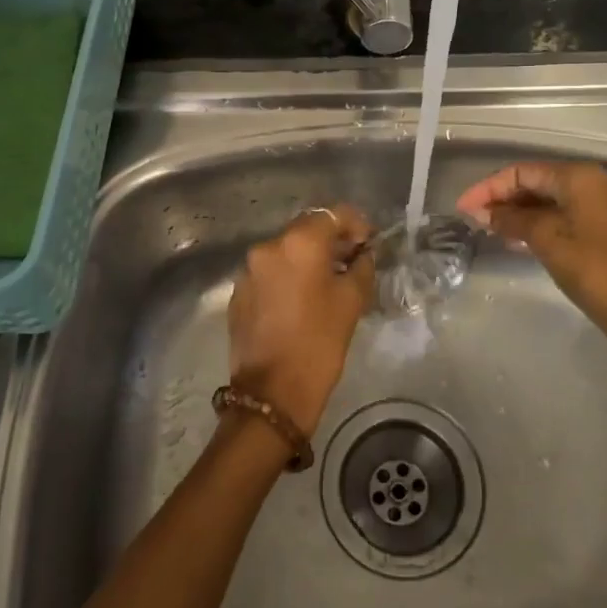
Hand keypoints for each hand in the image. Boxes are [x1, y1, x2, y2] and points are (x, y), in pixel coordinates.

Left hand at [226, 204, 375, 436]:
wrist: (272, 393)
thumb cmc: (319, 344)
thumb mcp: (351, 302)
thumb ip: (361, 267)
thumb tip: (362, 254)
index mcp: (299, 243)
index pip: (333, 214)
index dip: (355, 223)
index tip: (368, 242)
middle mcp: (269, 246)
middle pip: (306, 229)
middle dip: (331, 239)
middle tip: (351, 260)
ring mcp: (249, 269)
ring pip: (286, 251)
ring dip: (307, 258)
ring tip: (326, 282)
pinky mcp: (238, 292)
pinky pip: (269, 272)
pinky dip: (287, 276)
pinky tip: (300, 301)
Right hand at [456, 161, 606, 348]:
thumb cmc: (593, 271)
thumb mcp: (547, 241)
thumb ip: (512, 220)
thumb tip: (481, 212)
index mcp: (578, 177)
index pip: (522, 172)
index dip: (488, 188)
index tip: (462, 208)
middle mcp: (591, 183)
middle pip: (534, 182)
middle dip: (501, 199)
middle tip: (471, 219)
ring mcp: (599, 206)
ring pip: (546, 200)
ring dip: (516, 212)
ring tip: (487, 229)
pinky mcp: (601, 228)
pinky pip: (560, 215)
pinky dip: (535, 223)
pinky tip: (514, 238)